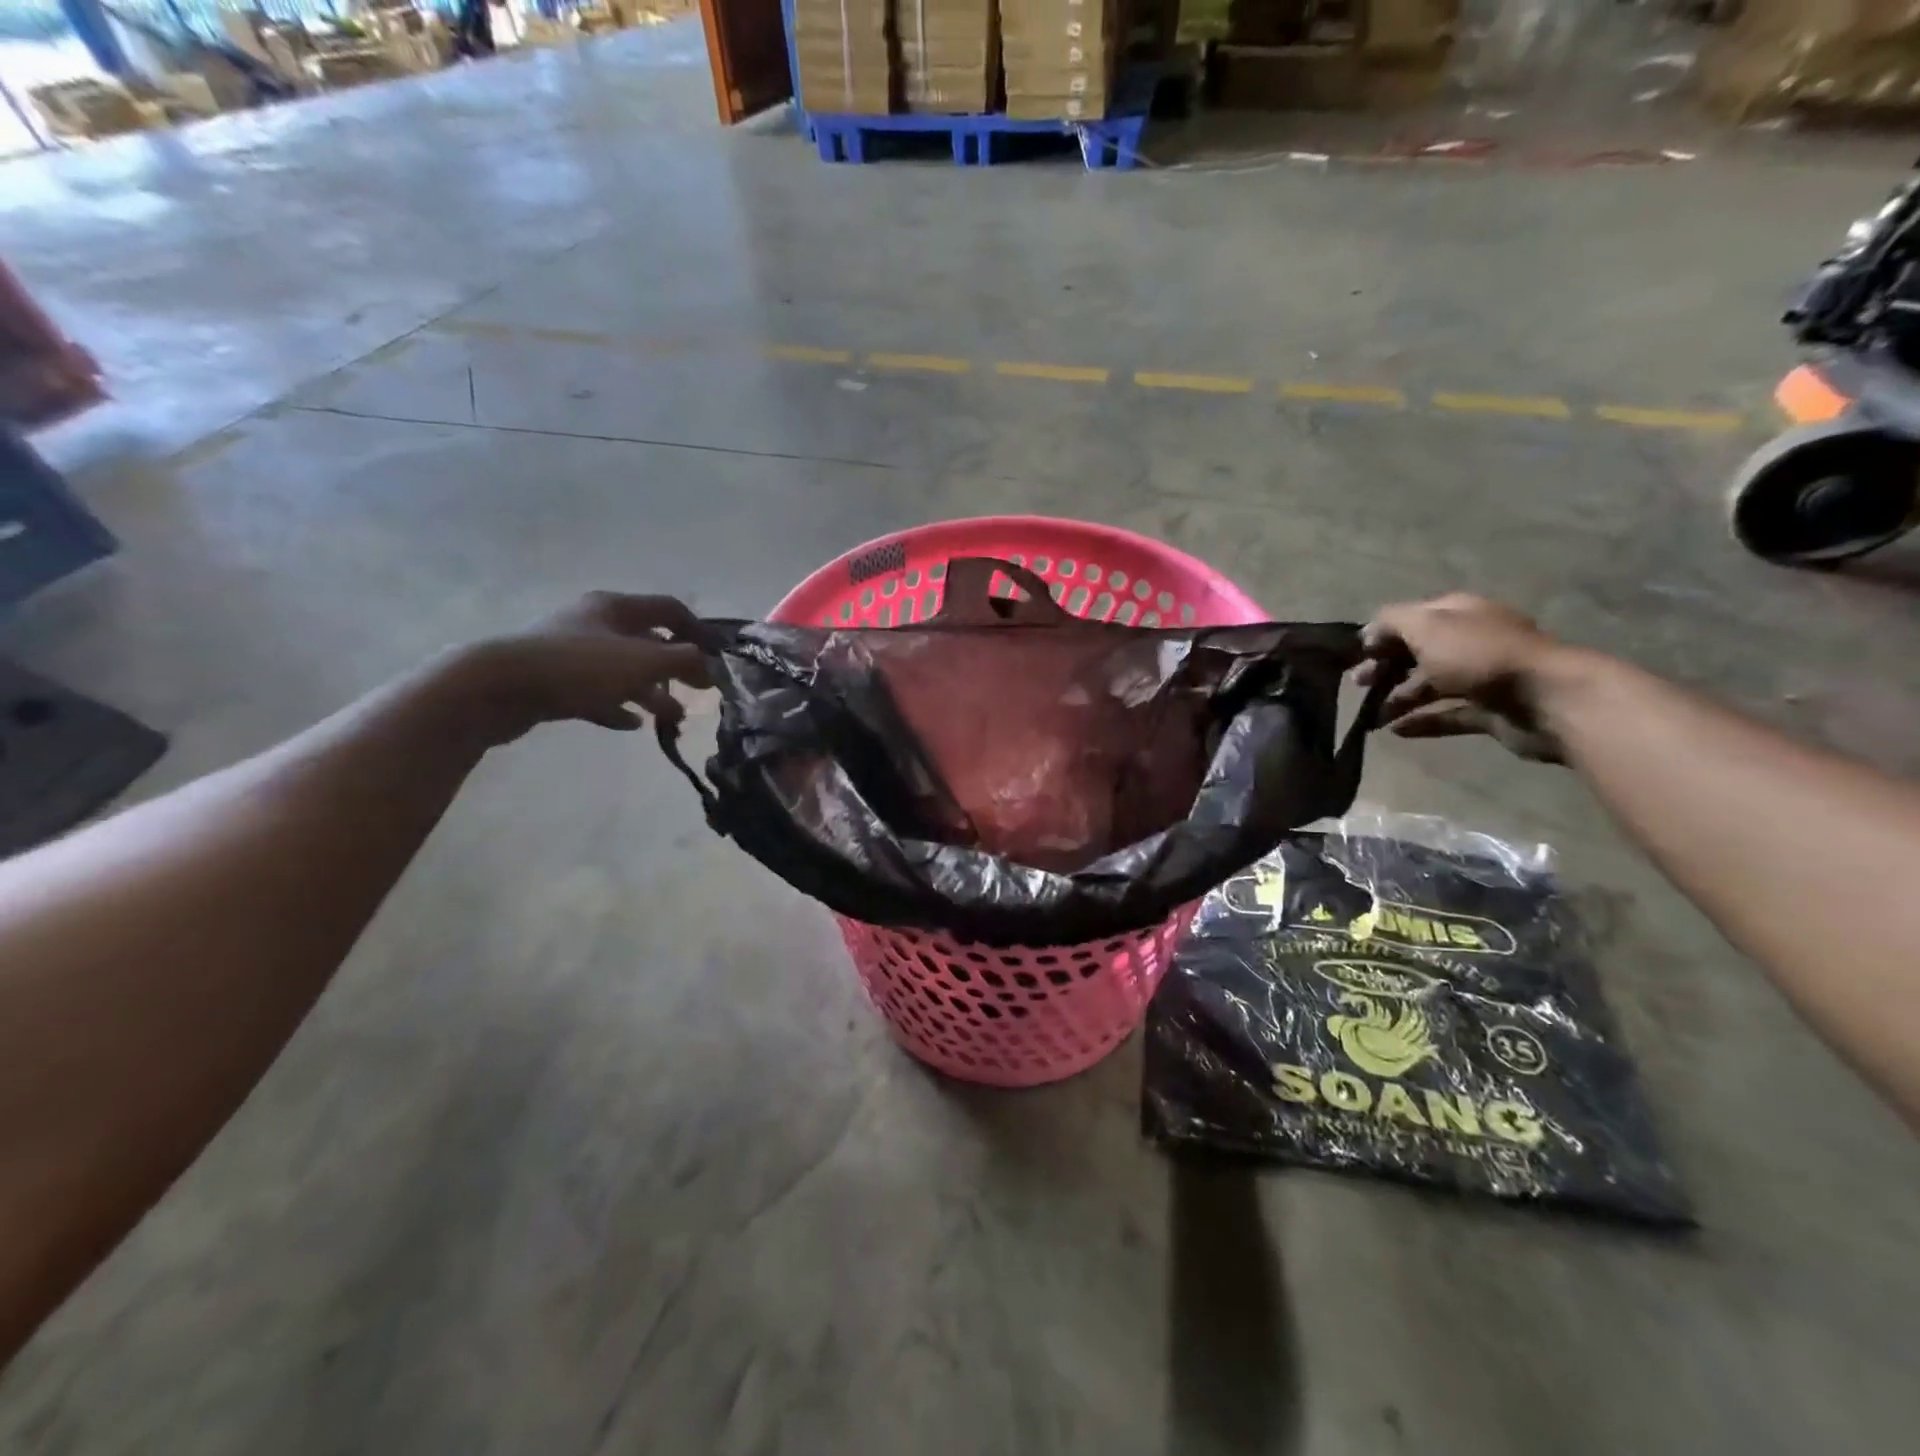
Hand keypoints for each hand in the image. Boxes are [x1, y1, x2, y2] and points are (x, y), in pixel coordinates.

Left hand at [453, 593, 711, 743]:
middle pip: (646, 641)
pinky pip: (596, 693)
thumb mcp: (643, 662)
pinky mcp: (553, 681)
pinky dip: (617, 705)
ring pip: (623, 670)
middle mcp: (594, 623)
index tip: (718, 657)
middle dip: (675, 667)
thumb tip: (713, 665)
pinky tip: (631, 724)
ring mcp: (571, 652)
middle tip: (698, 691)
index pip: (668, 609)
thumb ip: (684, 661)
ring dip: (651, 692)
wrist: (498, 687)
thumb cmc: (579, 666)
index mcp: (616, 607)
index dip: (697, 630)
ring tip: (672, 718)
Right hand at [1358, 594, 1567, 762]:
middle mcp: (1470, 640)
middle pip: (1418, 652)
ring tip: (1374, 717)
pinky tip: (1396, 731)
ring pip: (1430, 685)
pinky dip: (1422, 721)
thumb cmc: (1480, 656)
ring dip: (1398, 698)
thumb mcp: (1427, 627)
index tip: (1356, 655)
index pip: (1411, 618)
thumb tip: (1371, 631)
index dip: (1381, 634)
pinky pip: (1447, 714)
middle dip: (1385, 667)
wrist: (1548, 698)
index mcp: (1458, 613)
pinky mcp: (1489, 710)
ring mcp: (1482, 676)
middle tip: (1359, 685)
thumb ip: (1393, 622)